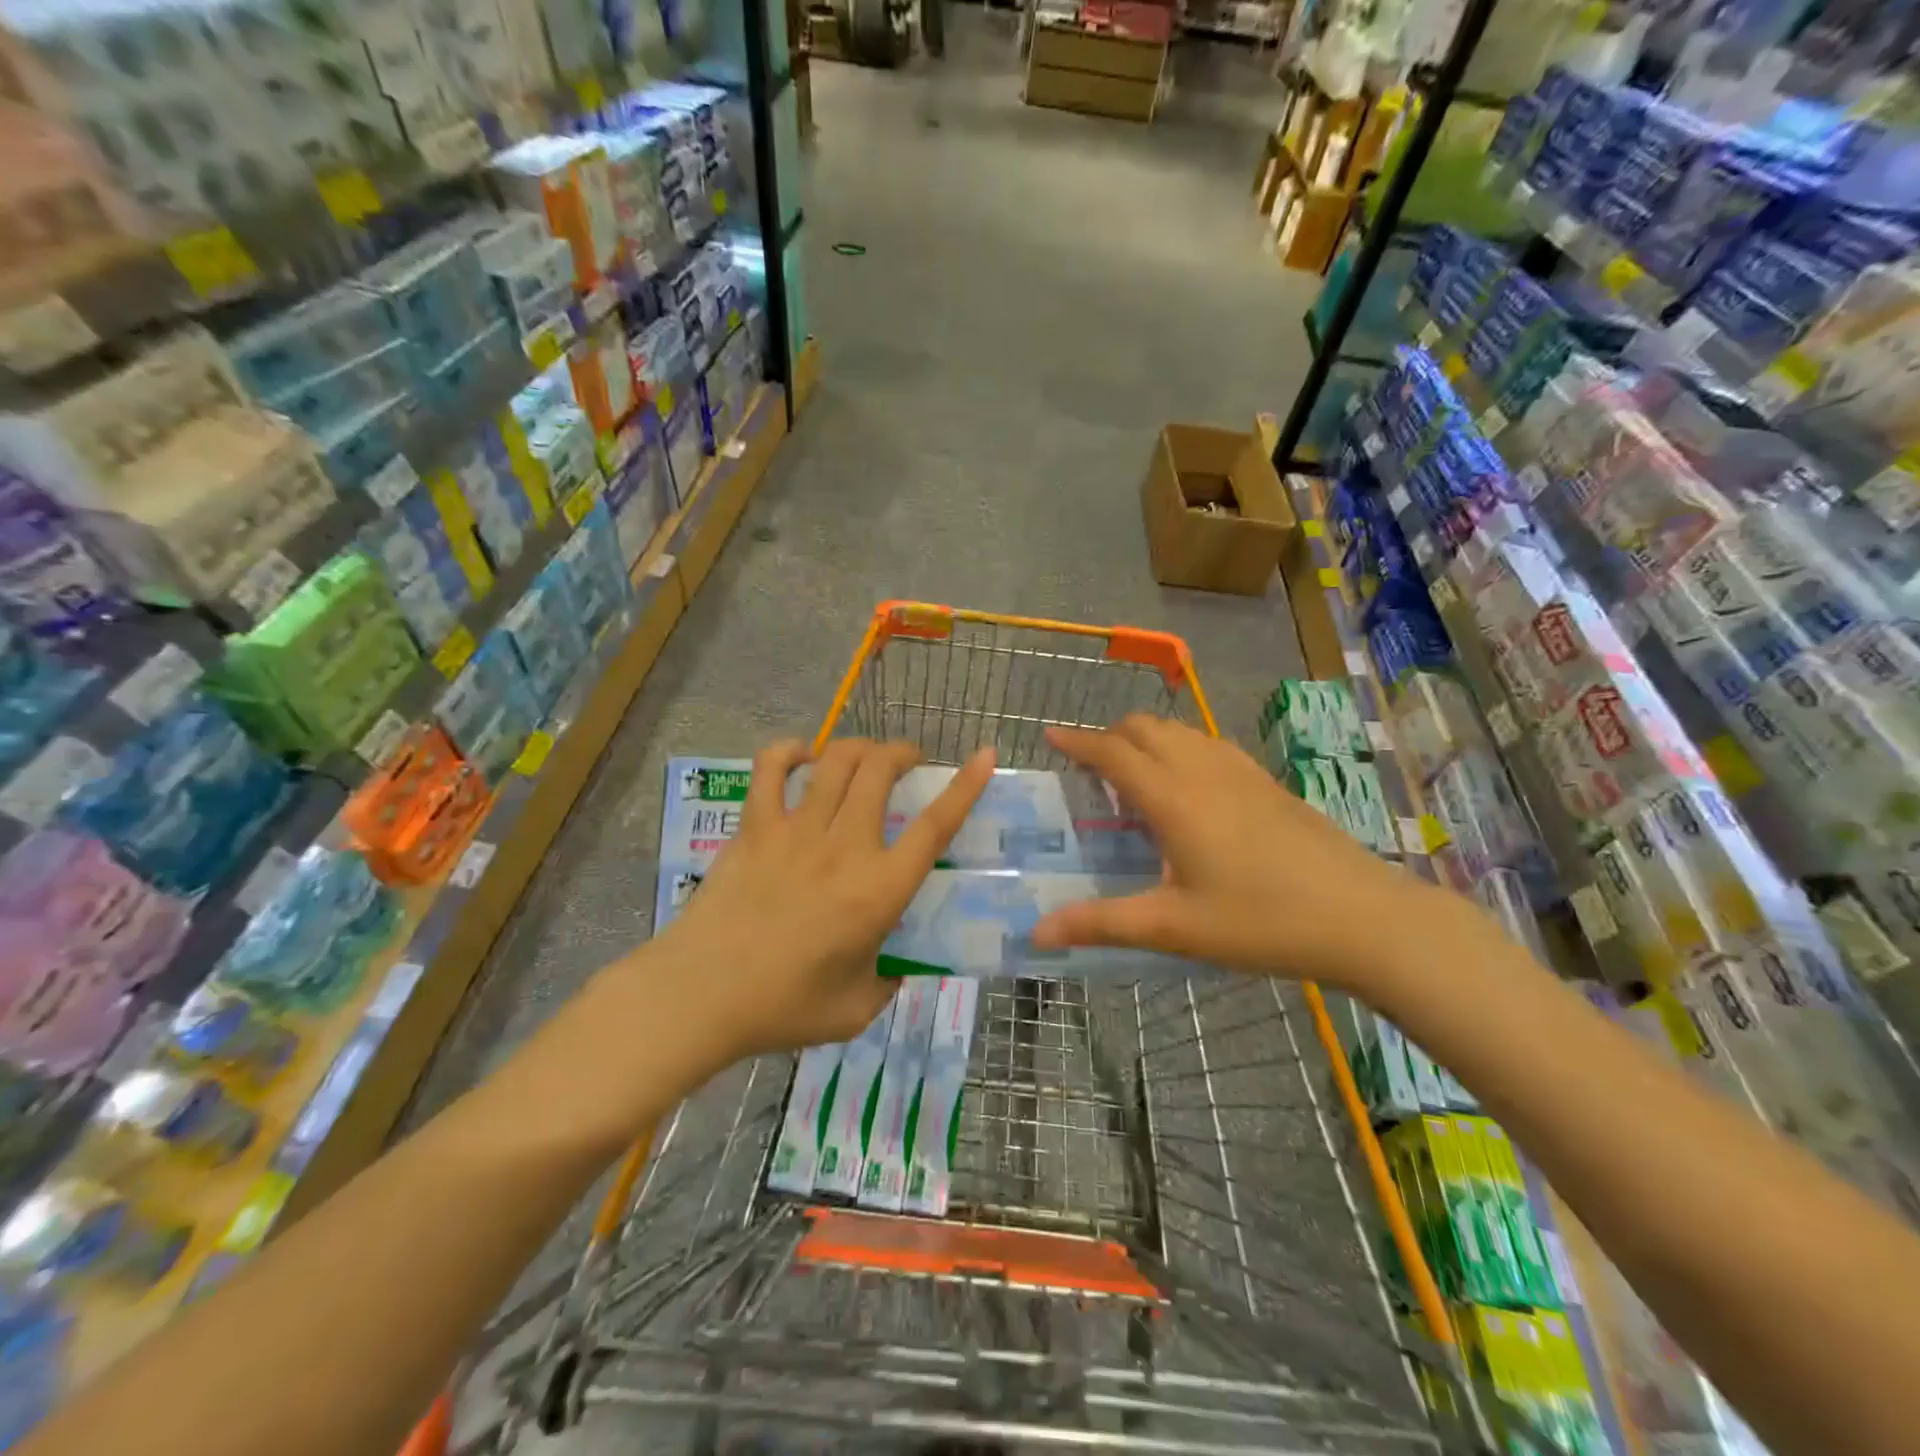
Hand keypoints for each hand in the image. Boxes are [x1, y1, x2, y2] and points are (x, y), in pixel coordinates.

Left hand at [658, 737, 993, 1062]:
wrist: (699, 997)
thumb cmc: (783, 1007)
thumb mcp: (857, 1008)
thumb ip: (889, 981)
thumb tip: (898, 963)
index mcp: (878, 890)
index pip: (934, 827)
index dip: (965, 787)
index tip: (985, 755)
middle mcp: (844, 847)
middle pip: (881, 771)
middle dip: (904, 753)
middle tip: (911, 763)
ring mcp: (795, 830)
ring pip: (836, 760)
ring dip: (860, 748)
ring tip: (867, 757)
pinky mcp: (754, 826)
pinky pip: (771, 768)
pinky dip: (790, 751)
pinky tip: (801, 757)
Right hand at [1031, 715, 1435, 989]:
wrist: (1363, 917)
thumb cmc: (1260, 920)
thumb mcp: (1173, 927)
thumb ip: (1101, 923)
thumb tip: (1036, 934)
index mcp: (1173, 798)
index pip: (1113, 752)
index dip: (1077, 741)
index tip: (1049, 734)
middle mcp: (1202, 770)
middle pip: (1145, 728)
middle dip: (1109, 735)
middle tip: (1089, 766)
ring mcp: (1241, 771)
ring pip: (1180, 731)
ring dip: (1146, 739)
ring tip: (1133, 774)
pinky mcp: (1267, 782)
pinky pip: (1208, 745)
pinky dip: (1180, 748)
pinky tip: (1188, 787)